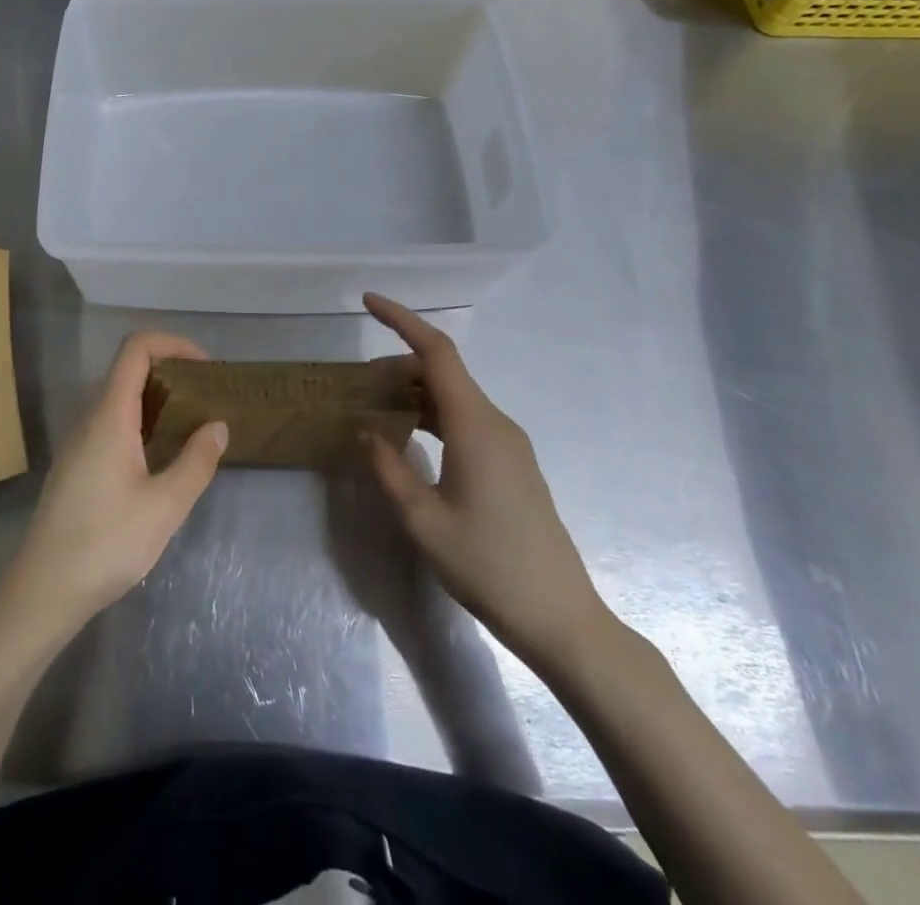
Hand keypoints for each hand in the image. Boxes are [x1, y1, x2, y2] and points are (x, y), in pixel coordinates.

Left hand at [0, 331, 228, 639]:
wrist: (44, 591)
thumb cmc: (106, 543)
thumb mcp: (165, 506)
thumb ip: (196, 462)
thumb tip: (217, 425)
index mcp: (110, 416)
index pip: (136, 349)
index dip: (173, 343)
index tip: (206, 368)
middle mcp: (91, 419)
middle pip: (129, 370)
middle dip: (171, 372)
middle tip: (207, 398)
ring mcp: (80, 443)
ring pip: (120, 400)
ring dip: (158, 400)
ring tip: (193, 426)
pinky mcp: (77, 466)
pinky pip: (112, 425)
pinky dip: (142, 423)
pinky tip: (162, 458)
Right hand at [363, 293, 616, 673]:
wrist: (561, 618)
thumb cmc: (488, 566)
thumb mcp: (422, 521)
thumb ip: (389, 469)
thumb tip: (368, 430)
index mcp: (475, 426)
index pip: (437, 353)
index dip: (402, 321)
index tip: (368, 301)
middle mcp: (496, 423)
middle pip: (444, 372)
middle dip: (398, 365)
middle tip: (358, 384)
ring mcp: (509, 443)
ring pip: (455, 397)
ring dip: (415, 393)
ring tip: (376, 408)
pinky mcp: (512, 464)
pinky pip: (466, 420)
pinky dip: (432, 415)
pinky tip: (411, 437)